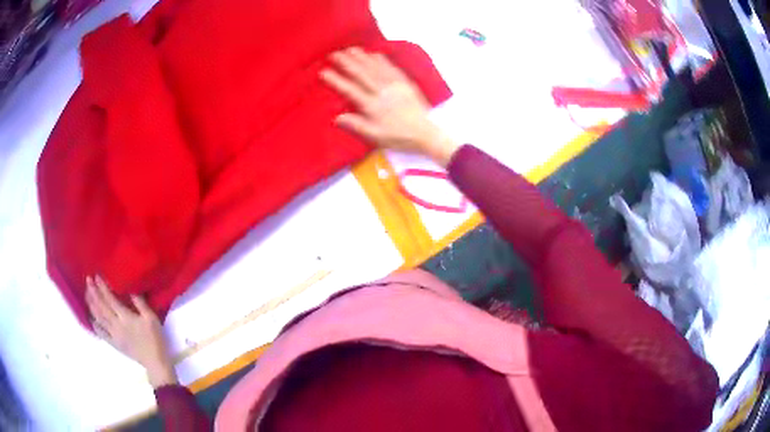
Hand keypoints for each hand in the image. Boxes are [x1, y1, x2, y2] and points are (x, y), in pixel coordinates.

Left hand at [85, 275, 176, 387]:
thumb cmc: (155, 339)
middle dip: (93, 292)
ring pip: (99, 318)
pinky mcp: (114, 343)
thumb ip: (140, 303)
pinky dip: (95, 324)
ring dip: (91, 305)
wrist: (154, 362)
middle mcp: (116, 324)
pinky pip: (101, 333)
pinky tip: (91, 318)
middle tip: (87, 280)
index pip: (110, 299)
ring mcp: (114, 335)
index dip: (102, 287)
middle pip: (101, 306)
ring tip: (87, 294)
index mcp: (125, 317)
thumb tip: (130, 289)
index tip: (96, 276)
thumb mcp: (152, 318)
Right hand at [320, 47, 458, 166]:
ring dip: (362, 57)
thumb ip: (357, 125)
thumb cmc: (399, 137)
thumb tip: (336, 117)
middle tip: (334, 54)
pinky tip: (374, 54)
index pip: (350, 90)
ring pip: (375, 68)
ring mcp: (395, 85)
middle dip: (347, 62)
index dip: (336, 80)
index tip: (324, 71)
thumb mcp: (376, 136)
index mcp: (373, 106)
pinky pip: (392, 68)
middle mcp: (382, 92)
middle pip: (362, 74)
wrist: (426, 133)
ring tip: (350, 49)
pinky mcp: (406, 83)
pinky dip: (382, 60)